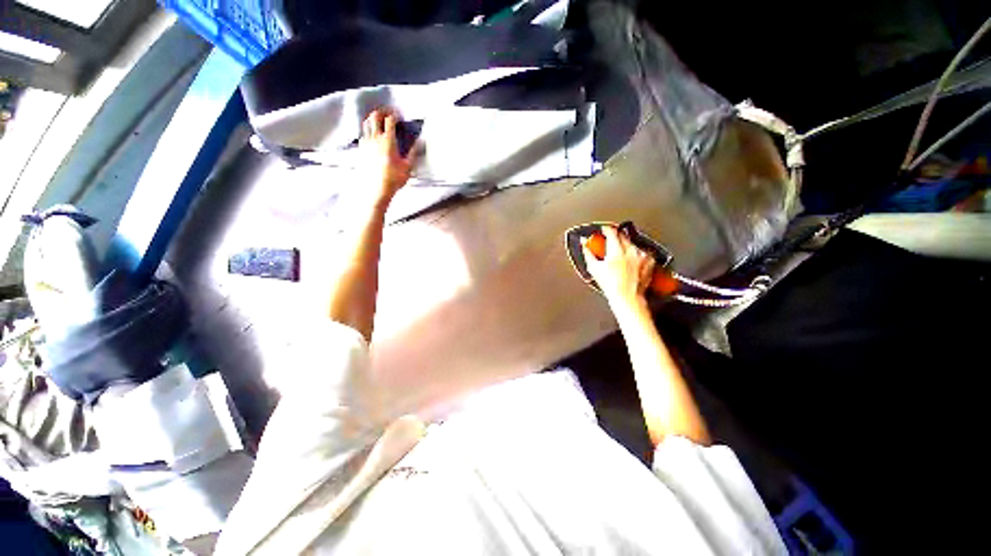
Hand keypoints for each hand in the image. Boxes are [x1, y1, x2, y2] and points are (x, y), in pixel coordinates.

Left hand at [359, 108, 419, 202]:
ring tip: (378, 120)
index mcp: (388, 140)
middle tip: (388, 112)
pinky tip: (371, 134)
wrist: (376, 189)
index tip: (399, 114)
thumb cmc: (394, 178)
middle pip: (375, 117)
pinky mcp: (361, 150)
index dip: (394, 114)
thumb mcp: (408, 167)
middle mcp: (375, 138)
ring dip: (372, 118)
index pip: (389, 120)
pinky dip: (367, 130)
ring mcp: (366, 143)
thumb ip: (413, 152)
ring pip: (366, 123)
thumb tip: (420, 141)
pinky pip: (363, 134)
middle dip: (381, 111)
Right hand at [582, 225, 654, 307]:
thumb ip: (588, 252)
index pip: (611, 231)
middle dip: (615, 236)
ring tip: (620, 253)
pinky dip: (636, 253)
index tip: (603, 229)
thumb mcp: (594, 268)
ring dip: (626, 244)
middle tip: (609, 241)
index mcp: (616, 251)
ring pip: (632, 243)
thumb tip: (584, 243)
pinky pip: (642, 251)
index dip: (606, 229)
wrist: (627, 297)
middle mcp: (630, 251)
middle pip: (623, 235)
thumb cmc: (610, 285)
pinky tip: (631, 259)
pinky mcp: (649, 261)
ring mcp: (641, 256)